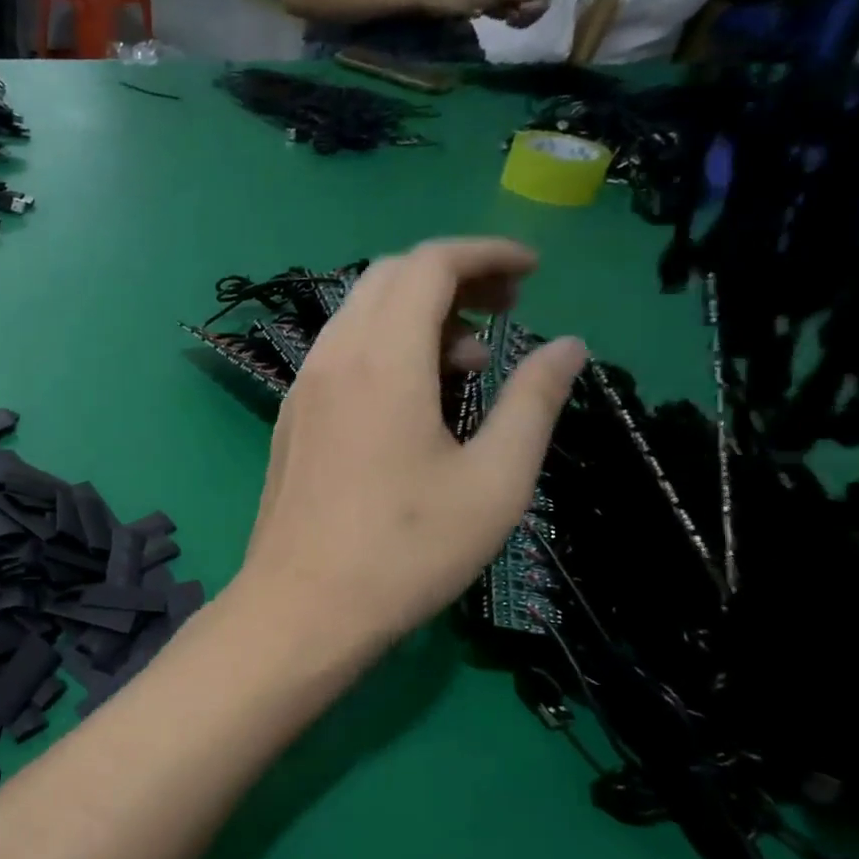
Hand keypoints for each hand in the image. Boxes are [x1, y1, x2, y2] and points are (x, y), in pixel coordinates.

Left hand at [237, 239, 587, 656]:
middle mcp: (333, 358)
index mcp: (382, 360)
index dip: (486, 253)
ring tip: (469, 362)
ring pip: (359, 314)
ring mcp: (303, 388)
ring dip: (416, 315)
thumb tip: (567, 347)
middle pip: (389, 277)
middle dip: (452, 277)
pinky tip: (414, 398)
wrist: (302, 605)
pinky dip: (383, 347)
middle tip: (506, 310)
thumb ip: (533, 402)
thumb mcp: (494, 482)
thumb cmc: (406, 550)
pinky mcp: (291, 418)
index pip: (429, 264)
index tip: (533, 271)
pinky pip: (339, 353)